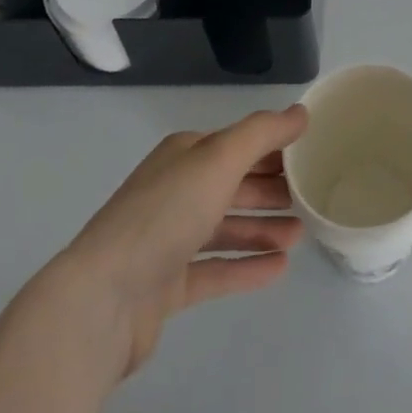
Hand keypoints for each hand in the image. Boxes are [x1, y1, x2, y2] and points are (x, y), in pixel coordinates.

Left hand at [60, 105, 307, 381]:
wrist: (101, 300)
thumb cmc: (165, 215)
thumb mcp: (219, 158)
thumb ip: (263, 133)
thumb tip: (301, 112)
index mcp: (184, 155)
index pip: (237, 145)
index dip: (273, 149)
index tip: (310, 157)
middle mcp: (175, 191)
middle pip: (232, 185)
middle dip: (270, 189)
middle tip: (310, 197)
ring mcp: (168, 240)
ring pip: (226, 228)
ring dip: (263, 228)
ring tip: (300, 235)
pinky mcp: (166, 286)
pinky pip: (215, 269)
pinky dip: (246, 266)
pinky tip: (279, 269)